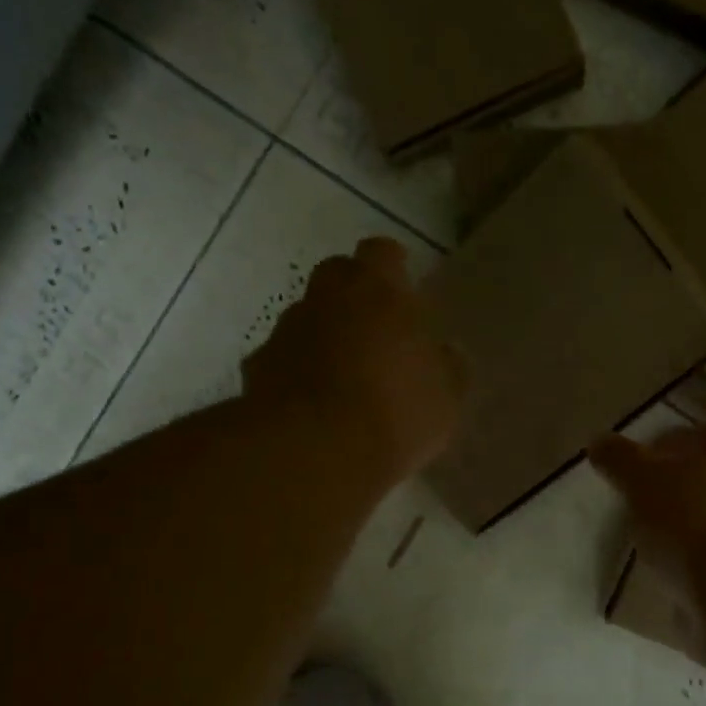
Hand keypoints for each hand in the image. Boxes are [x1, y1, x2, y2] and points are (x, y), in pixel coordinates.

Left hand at [242, 237, 466, 485]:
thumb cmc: (395, 412)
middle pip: (337, 275)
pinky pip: (283, 359)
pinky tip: (315, 406)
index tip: (403, 287)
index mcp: (377, 291)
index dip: (392, 267)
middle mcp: (326, 298)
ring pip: (307, 318)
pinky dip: (298, 372)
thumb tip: (446, 352)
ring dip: (325, 335)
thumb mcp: (445, 397)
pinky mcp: (257, 370)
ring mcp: (286, 332)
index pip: (381, 253)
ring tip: (347, 376)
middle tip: (377, 328)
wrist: (314, 452)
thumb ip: (448, 367)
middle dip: (354, 294)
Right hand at [588, 422, 705, 588]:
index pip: (694, 433)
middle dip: (676, 489)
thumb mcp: (645, 484)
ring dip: (687, 529)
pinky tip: (673, 576)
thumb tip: (598, 440)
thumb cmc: (696, 522)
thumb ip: (621, 461)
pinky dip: (698, 565)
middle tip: (638, 505)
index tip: (631, 467)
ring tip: (650, 545)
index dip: (659, 445)